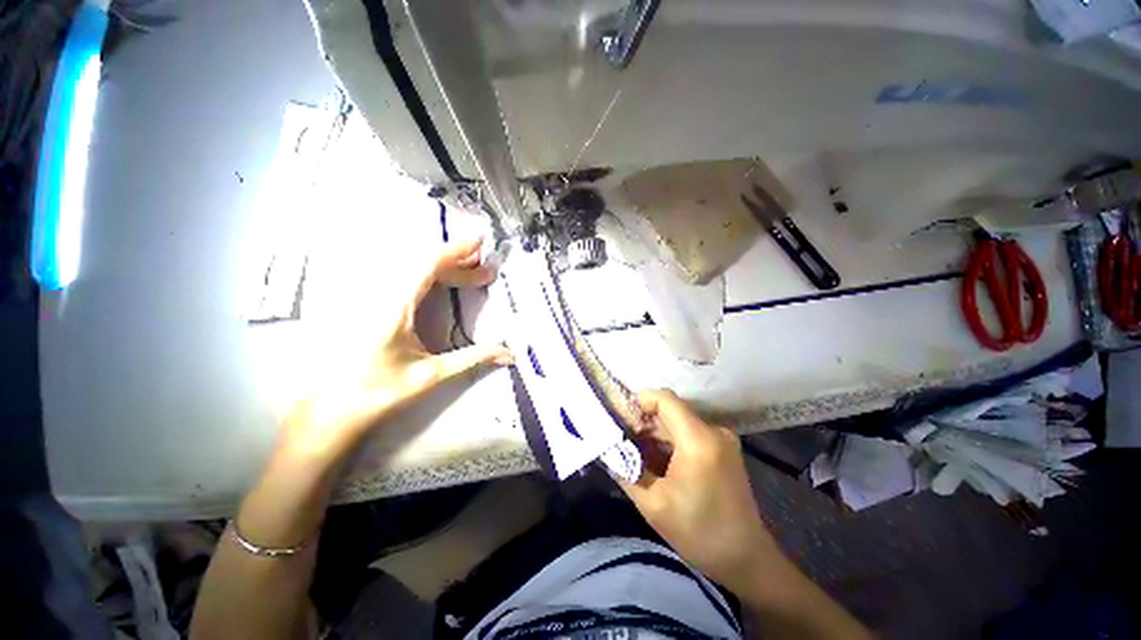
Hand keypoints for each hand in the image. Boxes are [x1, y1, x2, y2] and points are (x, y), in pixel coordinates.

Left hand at [281, 237, 513, 461]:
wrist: (329, 411)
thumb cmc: (377, 393)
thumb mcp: (430, 376)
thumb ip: (473, 359)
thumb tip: (510, 353)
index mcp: (394, 306)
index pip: (427, 265)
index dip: (456, 250)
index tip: (481, 240)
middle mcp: (380, 294)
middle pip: (423, 264)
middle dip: (459, 263)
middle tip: (487, 271)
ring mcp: (372, 298)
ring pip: (413, 271)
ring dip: (446, 270)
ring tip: (472, 276)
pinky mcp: (369, 305)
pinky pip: (404, 280)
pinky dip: (430, 278)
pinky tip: (443, 285)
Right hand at [620, 390, 775, 594]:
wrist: (745, 559)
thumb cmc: (698, 532)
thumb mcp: (652, 504)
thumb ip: (625, 469)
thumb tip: (607, 447)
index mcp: (698, 439)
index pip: (664, 398)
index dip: (639, 402)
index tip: (621, 420)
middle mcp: (713, 430)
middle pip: (670, 410)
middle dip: (644, 422)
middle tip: (623, 441)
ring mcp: (721, 438)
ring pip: (678, 421)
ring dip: (656, 433)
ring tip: (636, 454)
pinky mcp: (723, 448)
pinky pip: (689, 433)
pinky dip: (670, 442)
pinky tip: (658, 462)